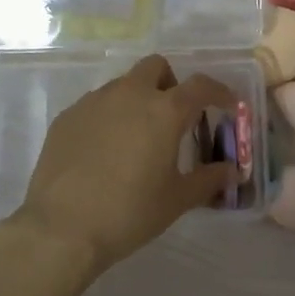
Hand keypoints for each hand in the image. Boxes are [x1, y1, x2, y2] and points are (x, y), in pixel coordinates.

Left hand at [10, 55, 236, 278]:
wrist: (62, 228)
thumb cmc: (129, 212)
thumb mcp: (177, 199)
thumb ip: (209, 180)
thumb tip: (233, 171)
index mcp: (164, 110)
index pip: (200, 86)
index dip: (219, 92)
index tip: (228, 106)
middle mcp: (129, 95)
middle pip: (156, 67)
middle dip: (171, 84)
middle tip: (175, 117)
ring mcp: (93, 102)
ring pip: (124, 84)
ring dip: (138, 100)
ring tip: (138, 138)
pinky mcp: (67, 117)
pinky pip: (96, 105)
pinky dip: (109, 117)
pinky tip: (105, 151)